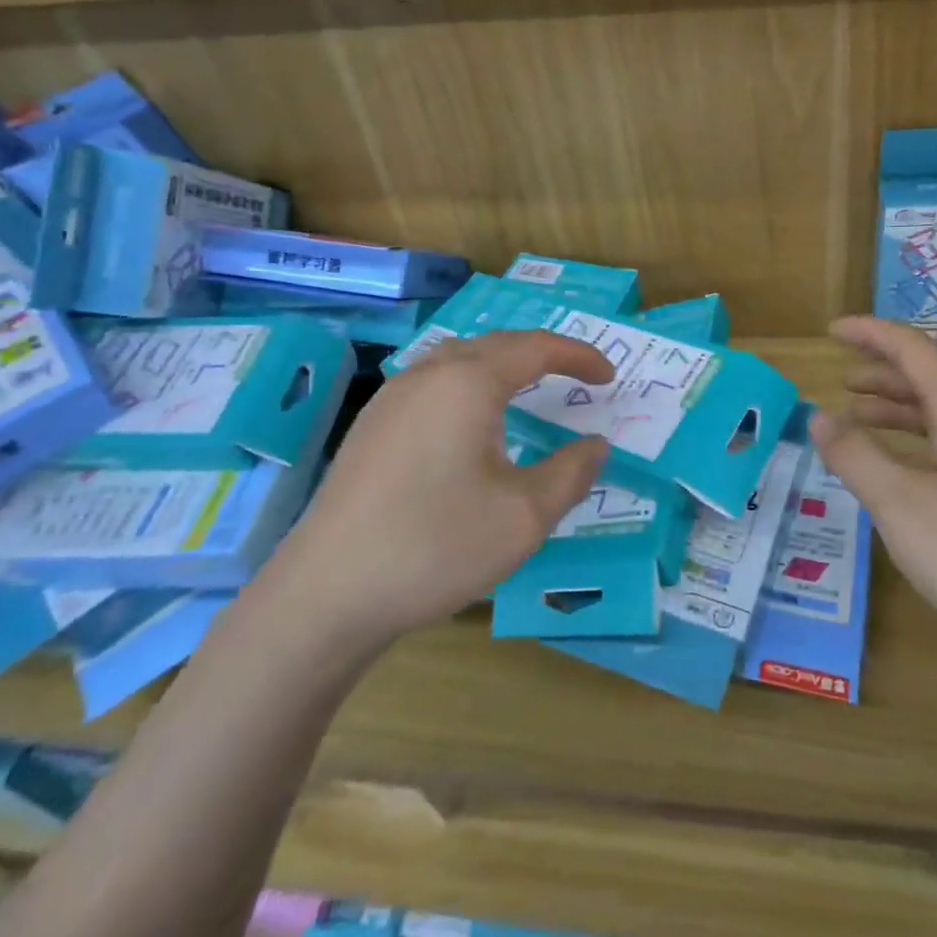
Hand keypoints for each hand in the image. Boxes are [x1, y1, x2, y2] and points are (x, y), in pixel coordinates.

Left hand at [268, 331, 613, 643]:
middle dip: (541, 355)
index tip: (609, 376)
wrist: (327, 592)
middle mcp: (429, 374)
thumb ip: (570, 473)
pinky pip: (433, 383)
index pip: (536, 348)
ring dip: (501, 366)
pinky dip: (468, 386)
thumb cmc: (436, 546)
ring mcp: (392, 397)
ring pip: (458, 360)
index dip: (578, 356)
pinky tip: (470, 424)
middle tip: (576, 376)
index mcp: (469, 383)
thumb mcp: (523, 516)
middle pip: (496, 345)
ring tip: (528, 389)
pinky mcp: (371, 425)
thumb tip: (595, 445)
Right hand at [809, 316, 936, 667]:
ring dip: (897, 407)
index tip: (832, 331)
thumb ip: (855, 456)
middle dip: (882, 370)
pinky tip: (898, 469)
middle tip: (840, 378)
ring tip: (857, 418)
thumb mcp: (900, 505)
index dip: (872, 333)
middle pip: (931, 378)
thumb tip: (819, 416)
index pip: (915, 351)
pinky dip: (914, 441)